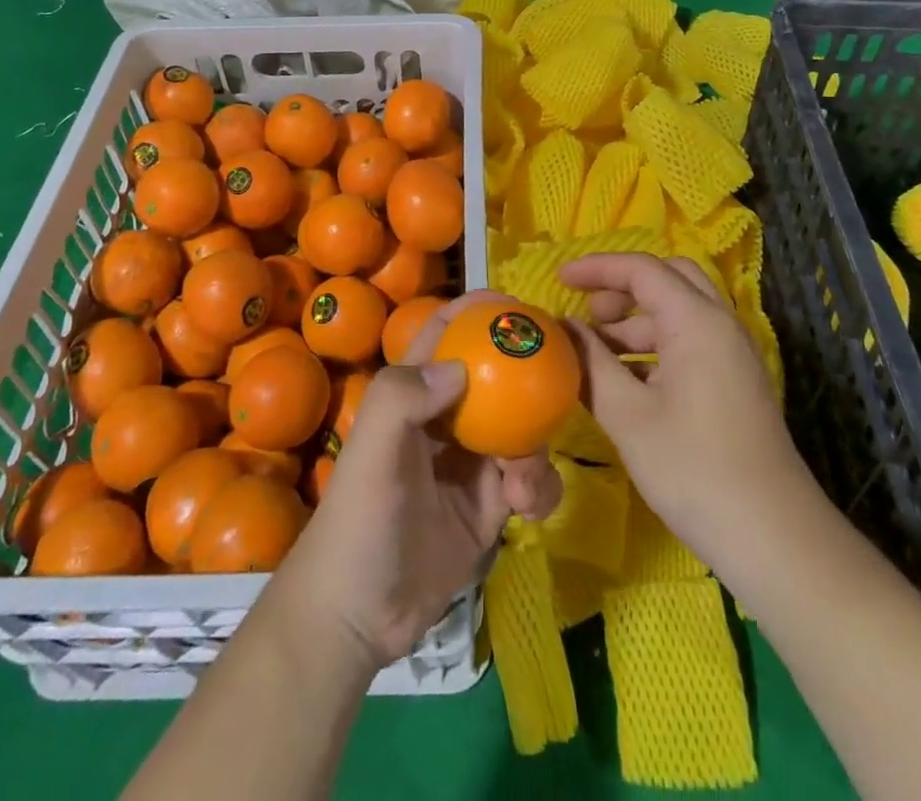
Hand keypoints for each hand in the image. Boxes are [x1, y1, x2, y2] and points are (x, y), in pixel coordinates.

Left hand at [278, 292, 562, 668]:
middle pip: (495, 377)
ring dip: (535, 444)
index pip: (445, 335)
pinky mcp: (492, 505)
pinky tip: (526, 508)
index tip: (517, 304)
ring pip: (521, 428)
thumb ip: (404, 396)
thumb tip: (461, 366)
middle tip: (561, 374)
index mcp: (413, 395)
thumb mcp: (372, 451)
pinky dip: (539, 486)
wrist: (360, 617)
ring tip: (521, 478)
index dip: (475, 311)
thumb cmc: (360, 522)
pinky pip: (530, 479)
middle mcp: (445, 419)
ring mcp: (471, 462)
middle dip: (527, 373)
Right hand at [562, 253, 825, 573]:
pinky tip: (626, 380)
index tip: (559, 279)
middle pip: (668, 278)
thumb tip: (563, 330)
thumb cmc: (694, 469)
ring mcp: (733, 354)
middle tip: (587, 313)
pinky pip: (690, 341)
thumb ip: (590, 364)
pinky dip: (654, 346)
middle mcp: (720, 324)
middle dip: (622, 287)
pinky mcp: (735, 382)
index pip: (642, 269)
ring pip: (679, 312)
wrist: (774, 538)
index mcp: (697, 321)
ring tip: (595, 353)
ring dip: (636, 320)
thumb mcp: (628, 416)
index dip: (597, 268)